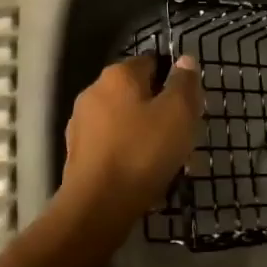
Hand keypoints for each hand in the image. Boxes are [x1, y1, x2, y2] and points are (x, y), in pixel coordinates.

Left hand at [61, 55, 203, 223]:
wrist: (96, 206)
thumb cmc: (142, 152)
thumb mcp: (178, 113)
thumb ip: (184, 83)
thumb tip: (184, 60)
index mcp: (118, 75)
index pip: (152, 63)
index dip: (174, 82)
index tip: (189, 108)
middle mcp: (94, 91)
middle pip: (138, 94)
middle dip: (161, 113)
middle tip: (182, 139)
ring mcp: (81, 122)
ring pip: (126, 122)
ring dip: (146, 136)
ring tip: (167, 164)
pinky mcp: (76, 152)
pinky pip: (112, 145)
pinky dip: (128, 154)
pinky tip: (143, 177)